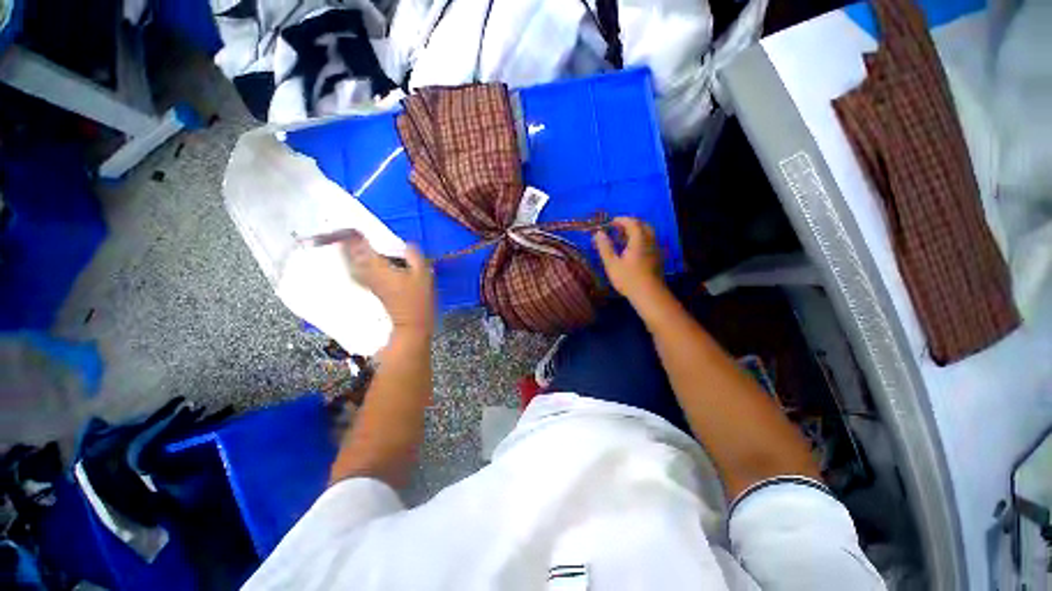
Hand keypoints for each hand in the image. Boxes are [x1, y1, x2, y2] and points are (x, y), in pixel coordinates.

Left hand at [342, 231, 434, 336]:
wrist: (411, 323)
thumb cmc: (418, 298)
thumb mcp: (423, 273)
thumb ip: (414, 255)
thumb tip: (406, 244)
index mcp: (378, 266)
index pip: (361, 245)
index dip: (355, 233)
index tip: (354, 223)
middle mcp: (367, 272)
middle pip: (350, 253)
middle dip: (347, 241)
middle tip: (348, 230)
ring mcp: (367, 281)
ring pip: (351, 262)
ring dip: (348, 251)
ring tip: (350, 241)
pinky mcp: (371, 288)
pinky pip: (357, 270)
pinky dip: (355, 262)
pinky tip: (360, 260)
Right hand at [593, 217, 664, 302]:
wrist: (649, 295)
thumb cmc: (628, 279)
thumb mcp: (612, 263)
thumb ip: (605, 247)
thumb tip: (598, 233)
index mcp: (639, 240)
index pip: (632, 222)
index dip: (621, 220)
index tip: (610, 222)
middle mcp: (650, 241)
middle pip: (642, 225)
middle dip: (630, 224)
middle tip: (617, 228)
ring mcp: (655, 250)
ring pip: (647, 234)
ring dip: (635, 232)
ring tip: (622, 239)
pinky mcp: (657, 258)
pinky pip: (649, 242)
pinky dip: (640, 240)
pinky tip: (631, 250)